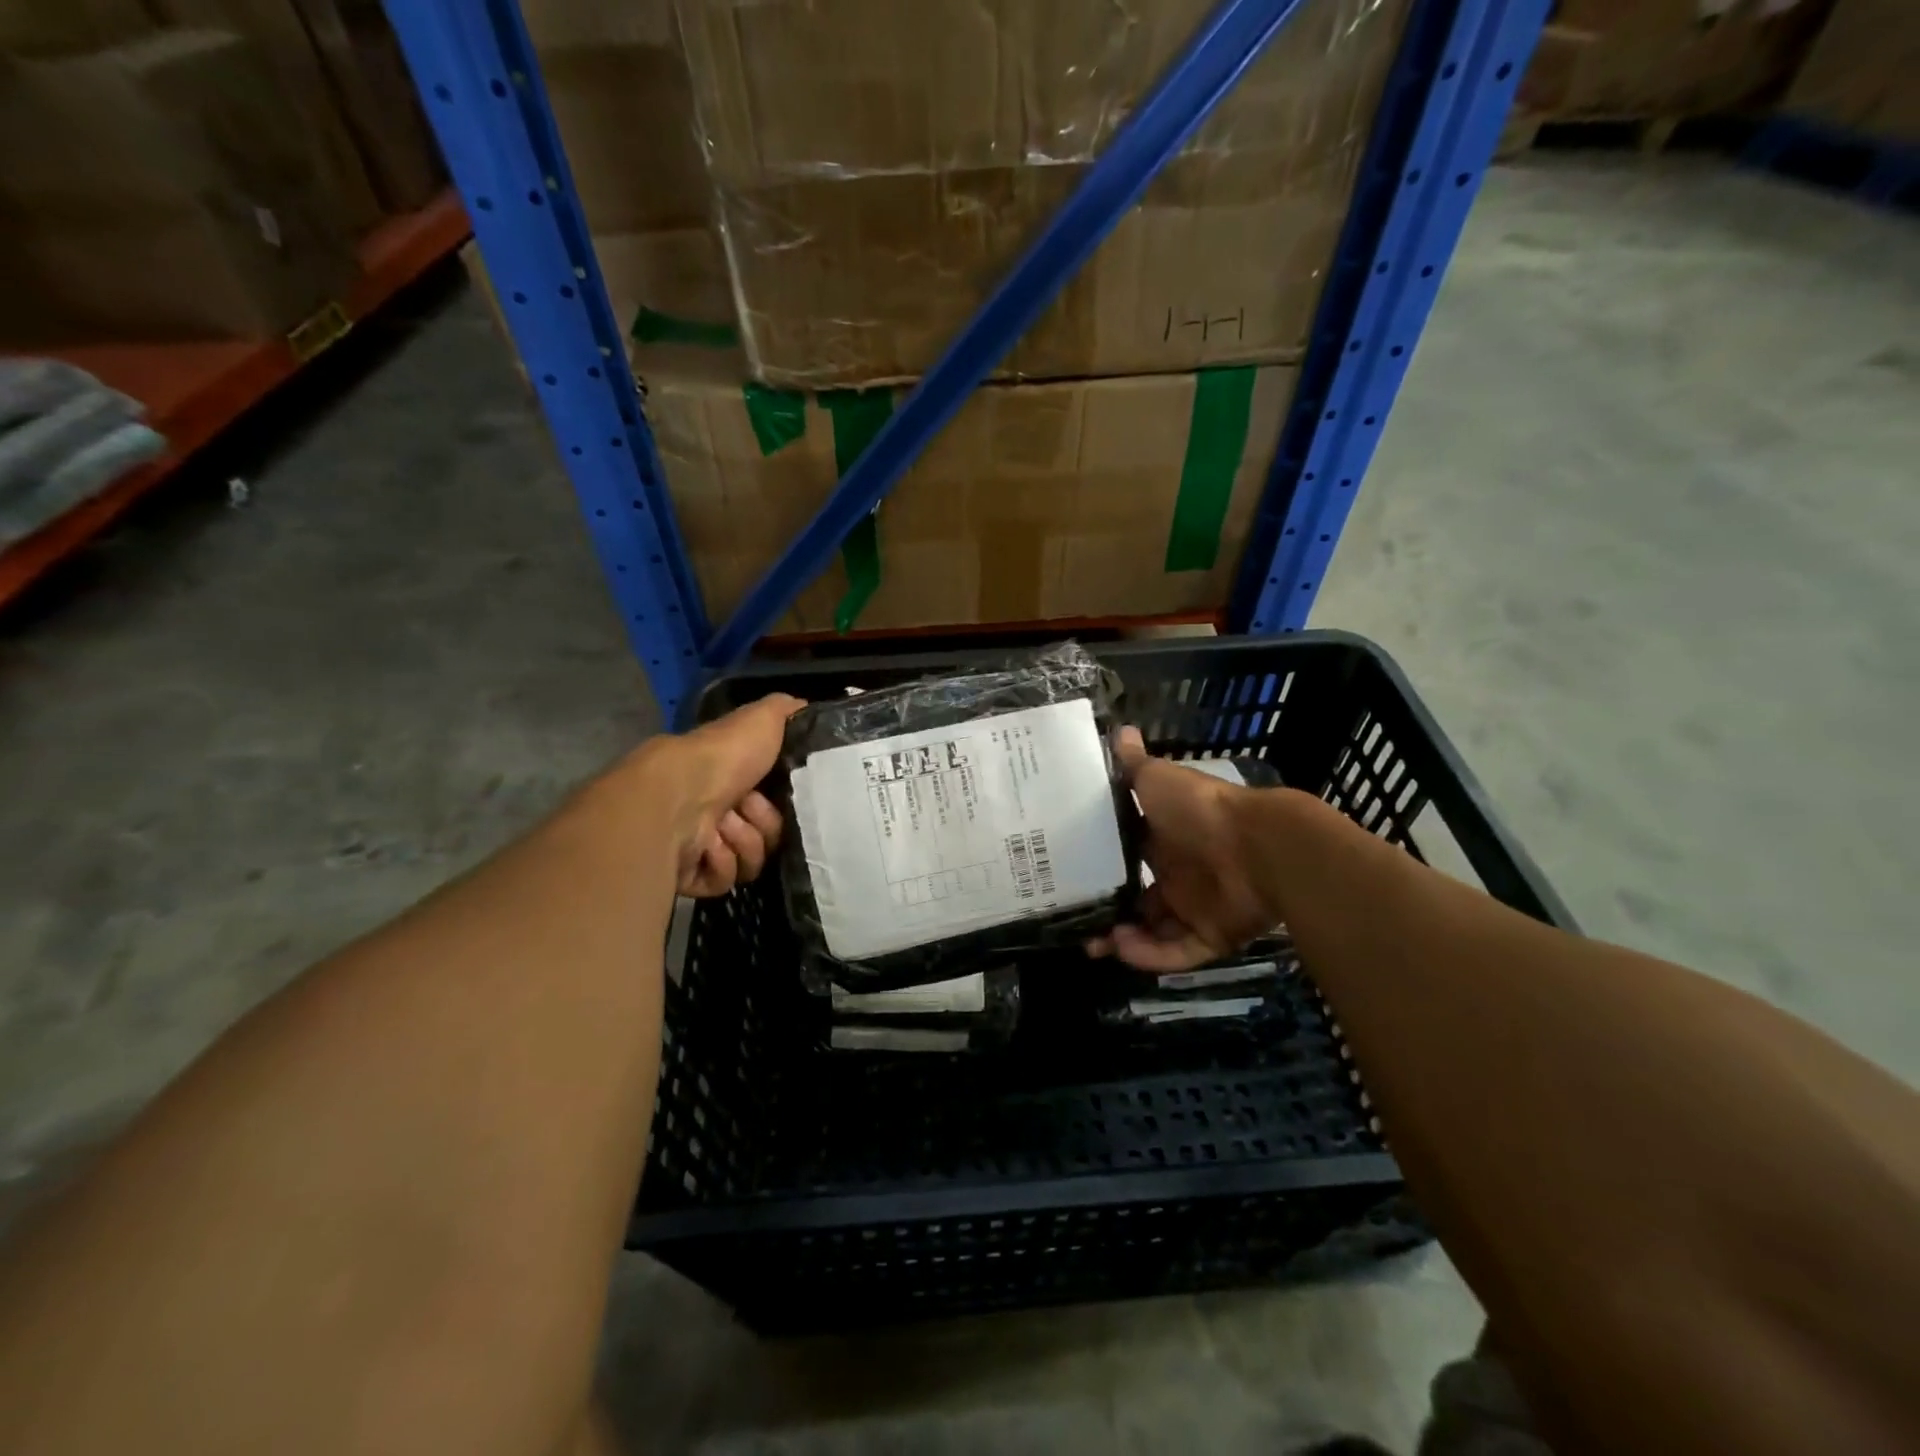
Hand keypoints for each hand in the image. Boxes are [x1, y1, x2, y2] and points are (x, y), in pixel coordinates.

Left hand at [630, 693, 803, 896]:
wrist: (677, 797)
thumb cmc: (722, 758)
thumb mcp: (763, 719)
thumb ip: (786, 711)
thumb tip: (805, 707)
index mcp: (731, 782)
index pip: (775, 805)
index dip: (779, 803)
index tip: (777, 794)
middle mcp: (717, 814)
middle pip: (767, 836)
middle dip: (763, 825)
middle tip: (744, 810)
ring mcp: (702, 846)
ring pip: (750, 861)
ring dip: (742, 843)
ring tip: (721, 829)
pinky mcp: (691, 875)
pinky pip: (726, 881)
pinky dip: (721, 864)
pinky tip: (707, 848)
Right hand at [1088, 727, 1282, 971]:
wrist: (1257, 845)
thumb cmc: (1199, 810)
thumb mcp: (1157, 779)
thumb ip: (1133, 764)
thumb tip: (1117, 729)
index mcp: (1165, 840)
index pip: (1127, 859)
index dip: (1100, 869)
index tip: (1069, 879)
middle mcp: (1179, 875)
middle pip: (1138, 901)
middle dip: (1108, 914)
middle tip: (1077, 924)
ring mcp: (1197, 908)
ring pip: (1154, 932)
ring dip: (1125, 940)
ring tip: (1096, 943)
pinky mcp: (1212, 936)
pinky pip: (1177, 953)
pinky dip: (1150, 956)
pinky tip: (1123, 950)